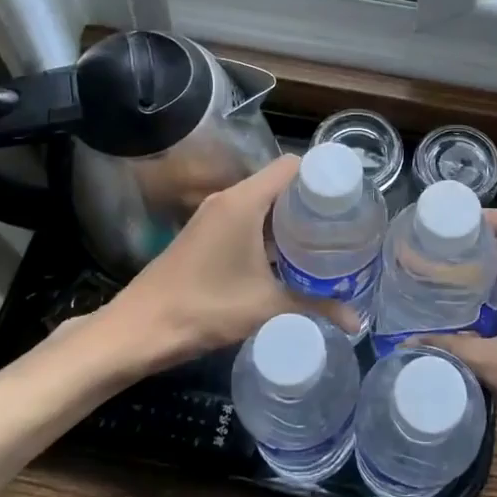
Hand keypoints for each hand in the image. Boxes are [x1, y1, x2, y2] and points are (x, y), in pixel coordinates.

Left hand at [105, 154, 354, 364]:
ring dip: (290, 217)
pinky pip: (247, 218)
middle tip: (344, 222)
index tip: (350, 197)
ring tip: (324, 239)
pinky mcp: (205, 234)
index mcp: (243, 201)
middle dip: (311, 200)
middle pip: (279, 183)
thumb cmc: (205, 307)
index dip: (322, 176)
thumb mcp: (266, 306)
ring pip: (262, 202)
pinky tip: (288, 257)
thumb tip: (357, 321)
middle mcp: (228, 199)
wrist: (140, 329)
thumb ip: (315, 306)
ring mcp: (213, 216)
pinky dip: (270, 230)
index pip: (291, 166)